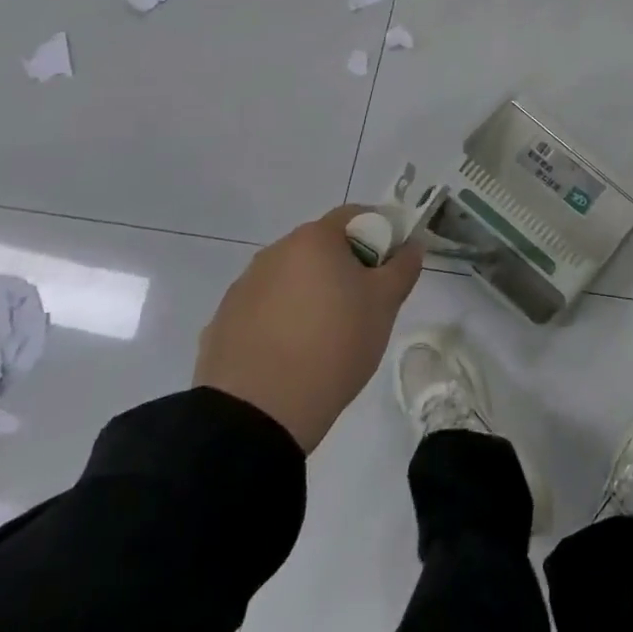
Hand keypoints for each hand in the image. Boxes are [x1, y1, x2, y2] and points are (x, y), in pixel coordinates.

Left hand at [195, 205, 421, 452]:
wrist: (257, 414)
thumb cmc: (334, 344)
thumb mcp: (385, 304)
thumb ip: (403, 266)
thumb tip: (410, 245)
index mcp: (314, 239)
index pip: (355, 216)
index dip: (380, 234)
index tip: (390, 267)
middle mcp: (274, 253)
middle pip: (321, 247)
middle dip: (345, 266)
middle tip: (364, 303)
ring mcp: (242, 288)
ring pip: (291, 279)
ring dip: (311, 293)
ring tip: (326, 335)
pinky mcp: (222, 324)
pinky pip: (264, 310)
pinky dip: (282, 320)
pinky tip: (292, 355)